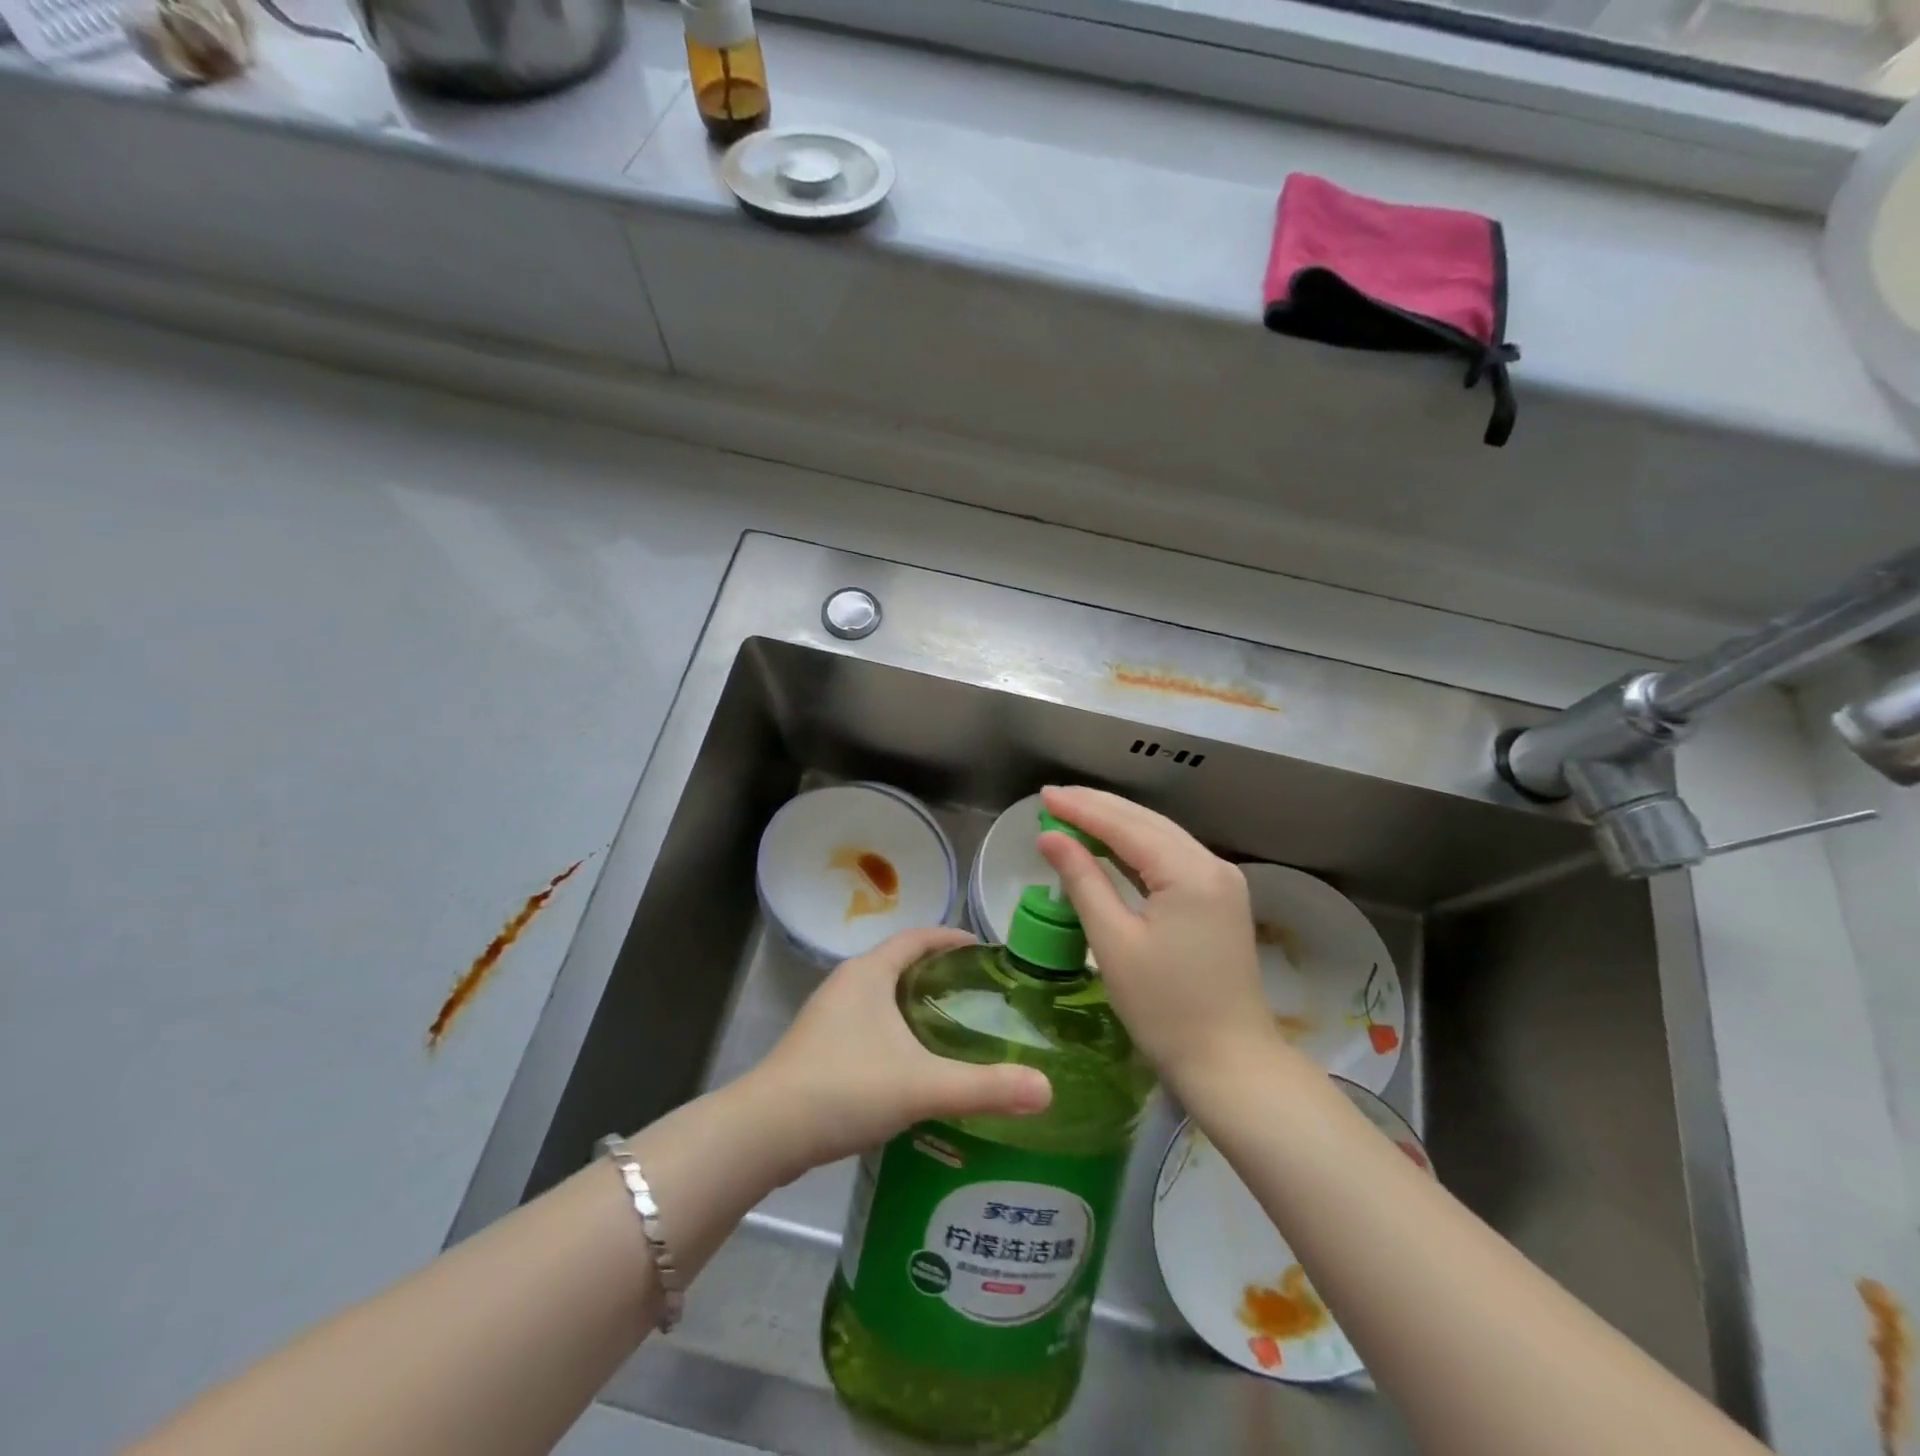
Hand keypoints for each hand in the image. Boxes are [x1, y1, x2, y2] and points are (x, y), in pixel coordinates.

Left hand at [742, 927, 1052, 1181]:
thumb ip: (984, 1087)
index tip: (987, 951)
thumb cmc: (844, 1088)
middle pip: (901, 963)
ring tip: (955, 1028)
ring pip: (883, 997)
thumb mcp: (921, 1086)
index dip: (953, 938)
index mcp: (869, 972)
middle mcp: (847, 984)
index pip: (918, 937)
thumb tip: (1047, 1090)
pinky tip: (914, 1066)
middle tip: (981, 995)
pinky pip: (868, 1025)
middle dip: (940, 973)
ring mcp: (828, 1017)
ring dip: (916, 1004)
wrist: (764, 1133)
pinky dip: (896, 1032)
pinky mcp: (819, 1048)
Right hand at [1037, 786, 1277, 1091]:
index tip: (1043, 796)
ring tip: (1072, 813)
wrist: (1230, 1063)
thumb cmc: (1165, 1009)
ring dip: (1116, 824)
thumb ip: (1082, 881)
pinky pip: (1172, 858)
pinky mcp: (1220, 899)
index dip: (1081, 809)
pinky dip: (1137, 848)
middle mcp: (1212, 865)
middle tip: (1053, 799)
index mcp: (1189, 872)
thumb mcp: (1113, 942)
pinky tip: (1109, 845)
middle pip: (1146, 822)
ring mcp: (1221, 881)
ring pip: (1161, 836)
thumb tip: (1050, 837)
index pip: (1125, 826)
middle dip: (1098, 808)